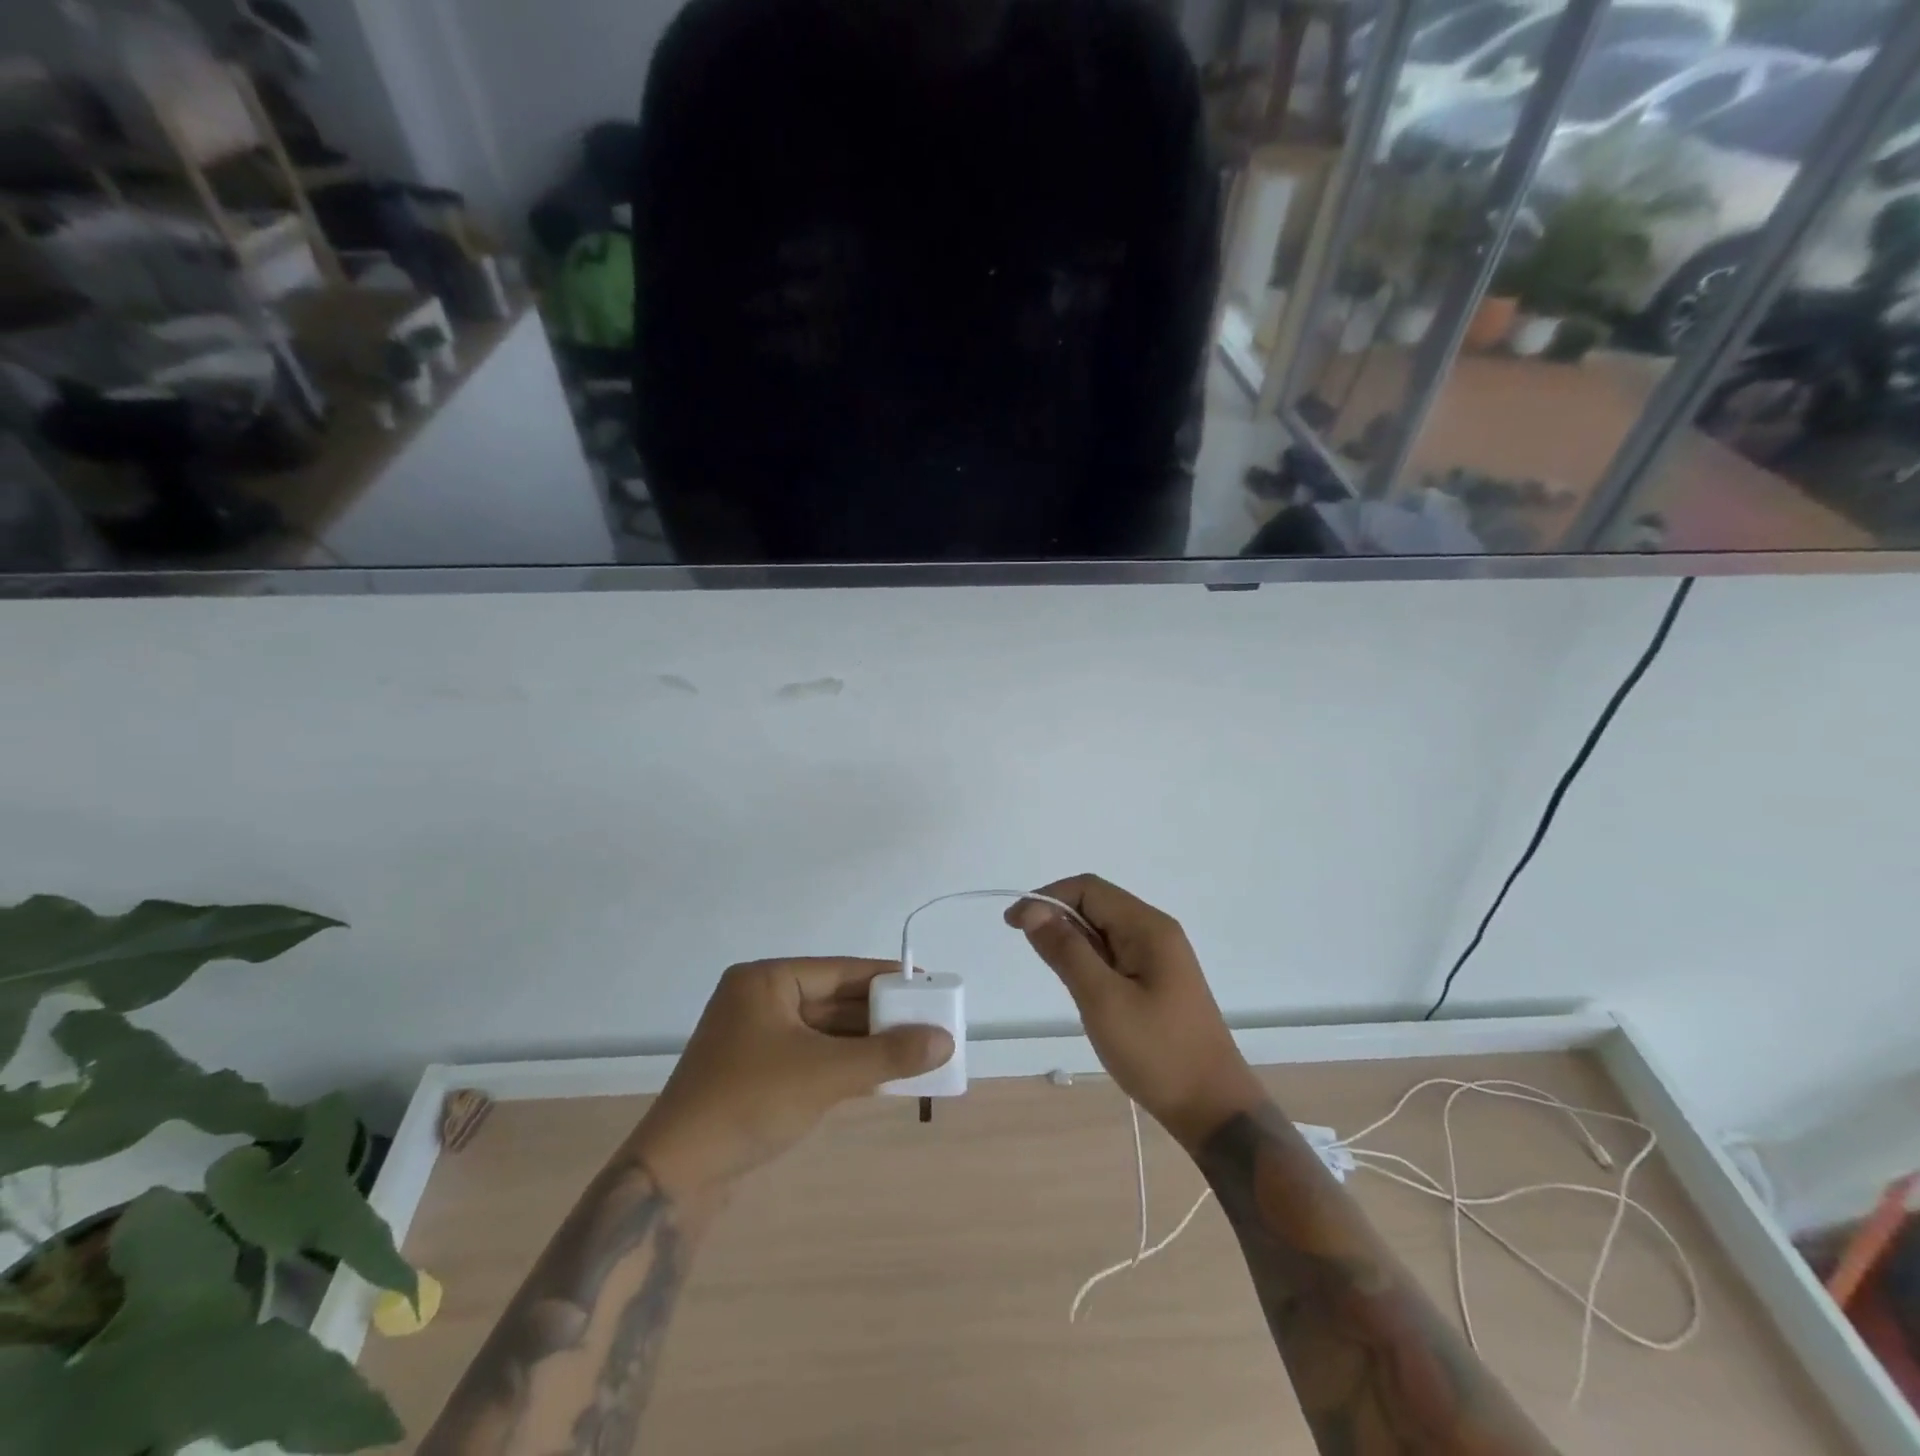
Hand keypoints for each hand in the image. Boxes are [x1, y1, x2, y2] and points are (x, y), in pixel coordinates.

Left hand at [630, 958, 953, 1198]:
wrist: (676, 1175)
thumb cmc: (749, 1102)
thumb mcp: (824, 1074)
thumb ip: (887, 1055)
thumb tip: (944, 1040)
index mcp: (766, 980)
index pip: (840, 970)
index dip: (886, 978)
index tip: (927, 984)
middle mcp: (760, 1000)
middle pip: (834, 1000)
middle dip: (880, 1016)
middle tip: (928, 1021)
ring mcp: (756, 1039)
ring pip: (825, 1032)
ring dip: (866, 1044)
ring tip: (916, 1050)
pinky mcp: (757, 1073)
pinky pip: (812, 1057)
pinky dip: (845, 1065)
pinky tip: (882, 1076)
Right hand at [1008, 876, 1263, 1148]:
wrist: (1214, 1109)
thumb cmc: (1157, 1053)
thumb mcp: (1103, 1000)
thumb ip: (1067, 951)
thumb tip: (1033, 910)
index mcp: (1148, 928)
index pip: (1089, 888)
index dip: (1047, 898)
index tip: (1013, 924)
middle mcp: (1156, 932)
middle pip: (1097, 904)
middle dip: (1057, 916)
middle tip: (1028, 949)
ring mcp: (1159, 958)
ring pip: (1104, 930)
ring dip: (1072, 939)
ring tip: (1052, 970)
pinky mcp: (1157, 981)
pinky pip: (1114, 954)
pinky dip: (1088, 959)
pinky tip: (1078, 984)